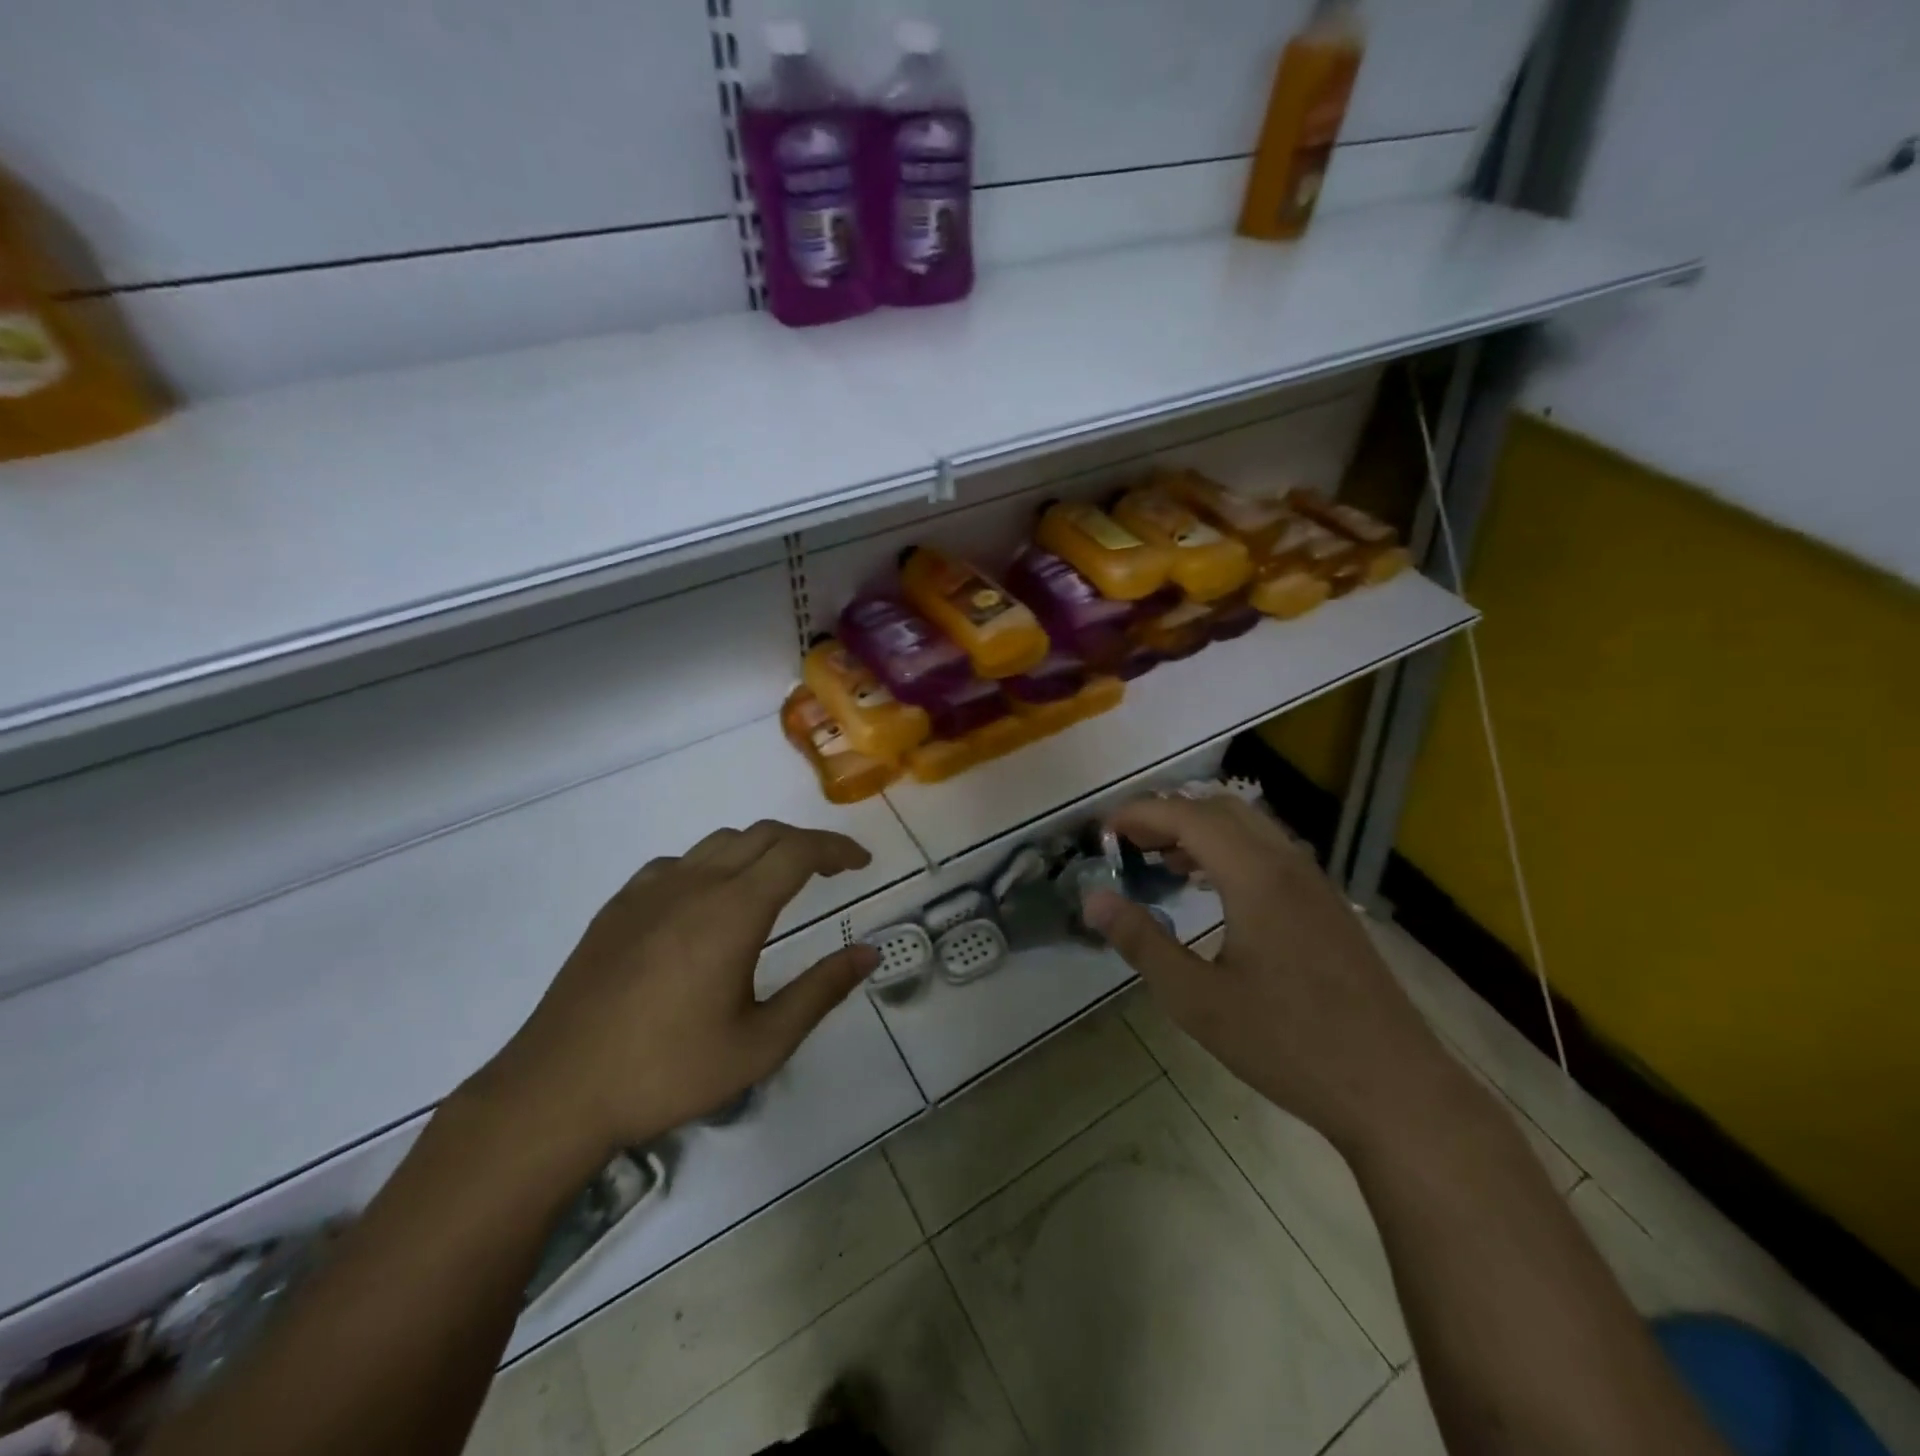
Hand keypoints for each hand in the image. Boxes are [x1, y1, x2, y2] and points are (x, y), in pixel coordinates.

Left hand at [472, 821, 879, 1162]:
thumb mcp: (760, 1044)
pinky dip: (713, 864)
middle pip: (762, 835)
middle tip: (832, 870)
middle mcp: (694, 884)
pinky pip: (679, 862)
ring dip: (761, 848)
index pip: (798, 852)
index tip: (861, 862)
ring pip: (720, 842)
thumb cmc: (668, 1072)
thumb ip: (821, 991)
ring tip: (779, 880)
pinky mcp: (619, 906)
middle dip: (806, 843)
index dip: (836, 848)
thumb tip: (869, 952)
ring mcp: (650, 890)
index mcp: (733, 911)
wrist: (556, 1093)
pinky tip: (709, 901)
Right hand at [1084, 794, 1457, 1153]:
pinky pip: (1270, 852)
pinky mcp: (1327, 905)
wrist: (1395, 1089)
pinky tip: (1214, 891)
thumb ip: (1141, 941)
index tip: (1103, 830)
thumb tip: (1093, 899)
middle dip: (1168, 815)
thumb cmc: (1288, 1044)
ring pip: (1250, 827)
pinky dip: (1229, 851)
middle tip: (1127, 844)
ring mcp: (1315, 883)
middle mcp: (1288, 864)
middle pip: (1220, 809)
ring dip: (1200, 831)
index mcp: (1256, 876)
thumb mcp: (1197, 1000)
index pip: (1187, 816)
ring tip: (1161, 863)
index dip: (1140, 813)